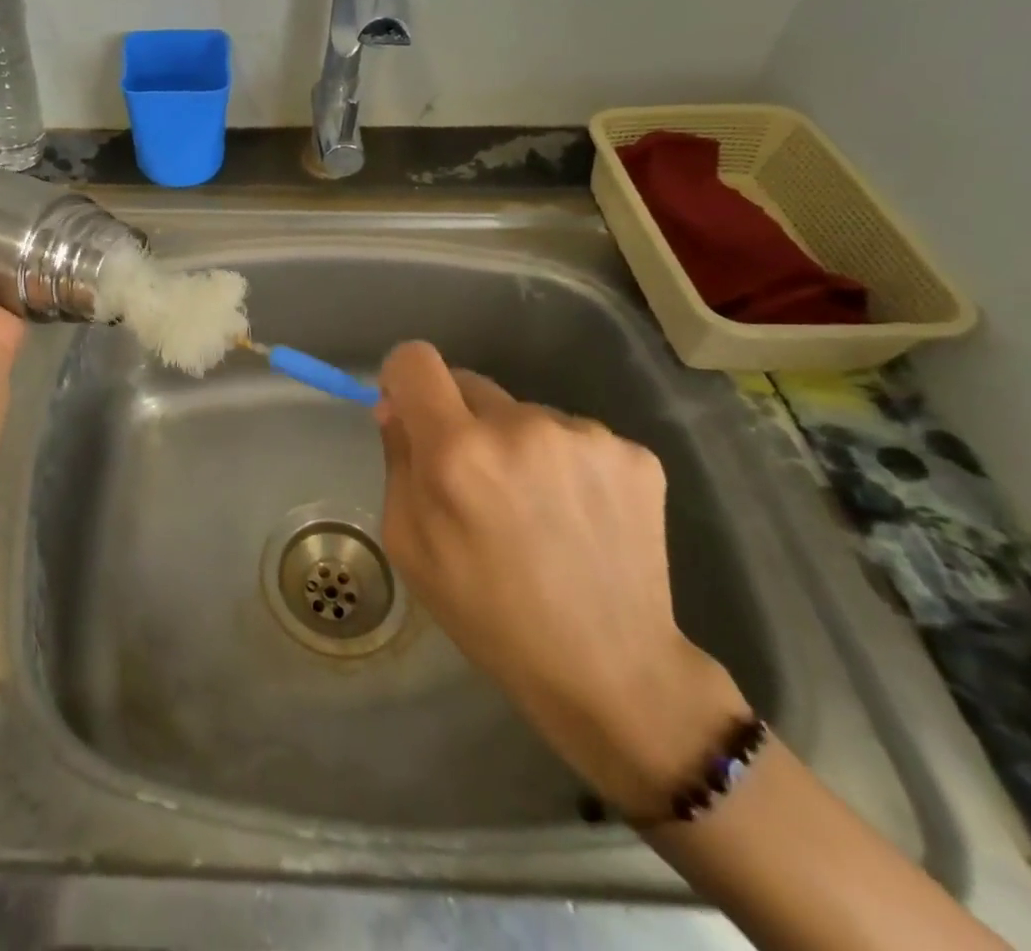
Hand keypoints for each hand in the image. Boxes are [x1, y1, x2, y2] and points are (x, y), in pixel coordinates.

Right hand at [375, 341, 749, 819]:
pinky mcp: (634, 454)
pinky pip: (573, 436)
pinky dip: (565, 463)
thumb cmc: (488, 614)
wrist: (613, 670)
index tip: (409, 410)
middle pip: (468, 383)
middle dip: (460, 420)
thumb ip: (397, 460)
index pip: (415, 360)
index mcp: (456, 451)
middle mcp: (520, 426)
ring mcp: (585, 436)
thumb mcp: (409, 544)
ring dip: (516, 444)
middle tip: (476, 481)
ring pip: (523, 413)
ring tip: (536, 509)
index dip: (403, 378)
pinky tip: (577, 515)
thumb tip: (396, 406)